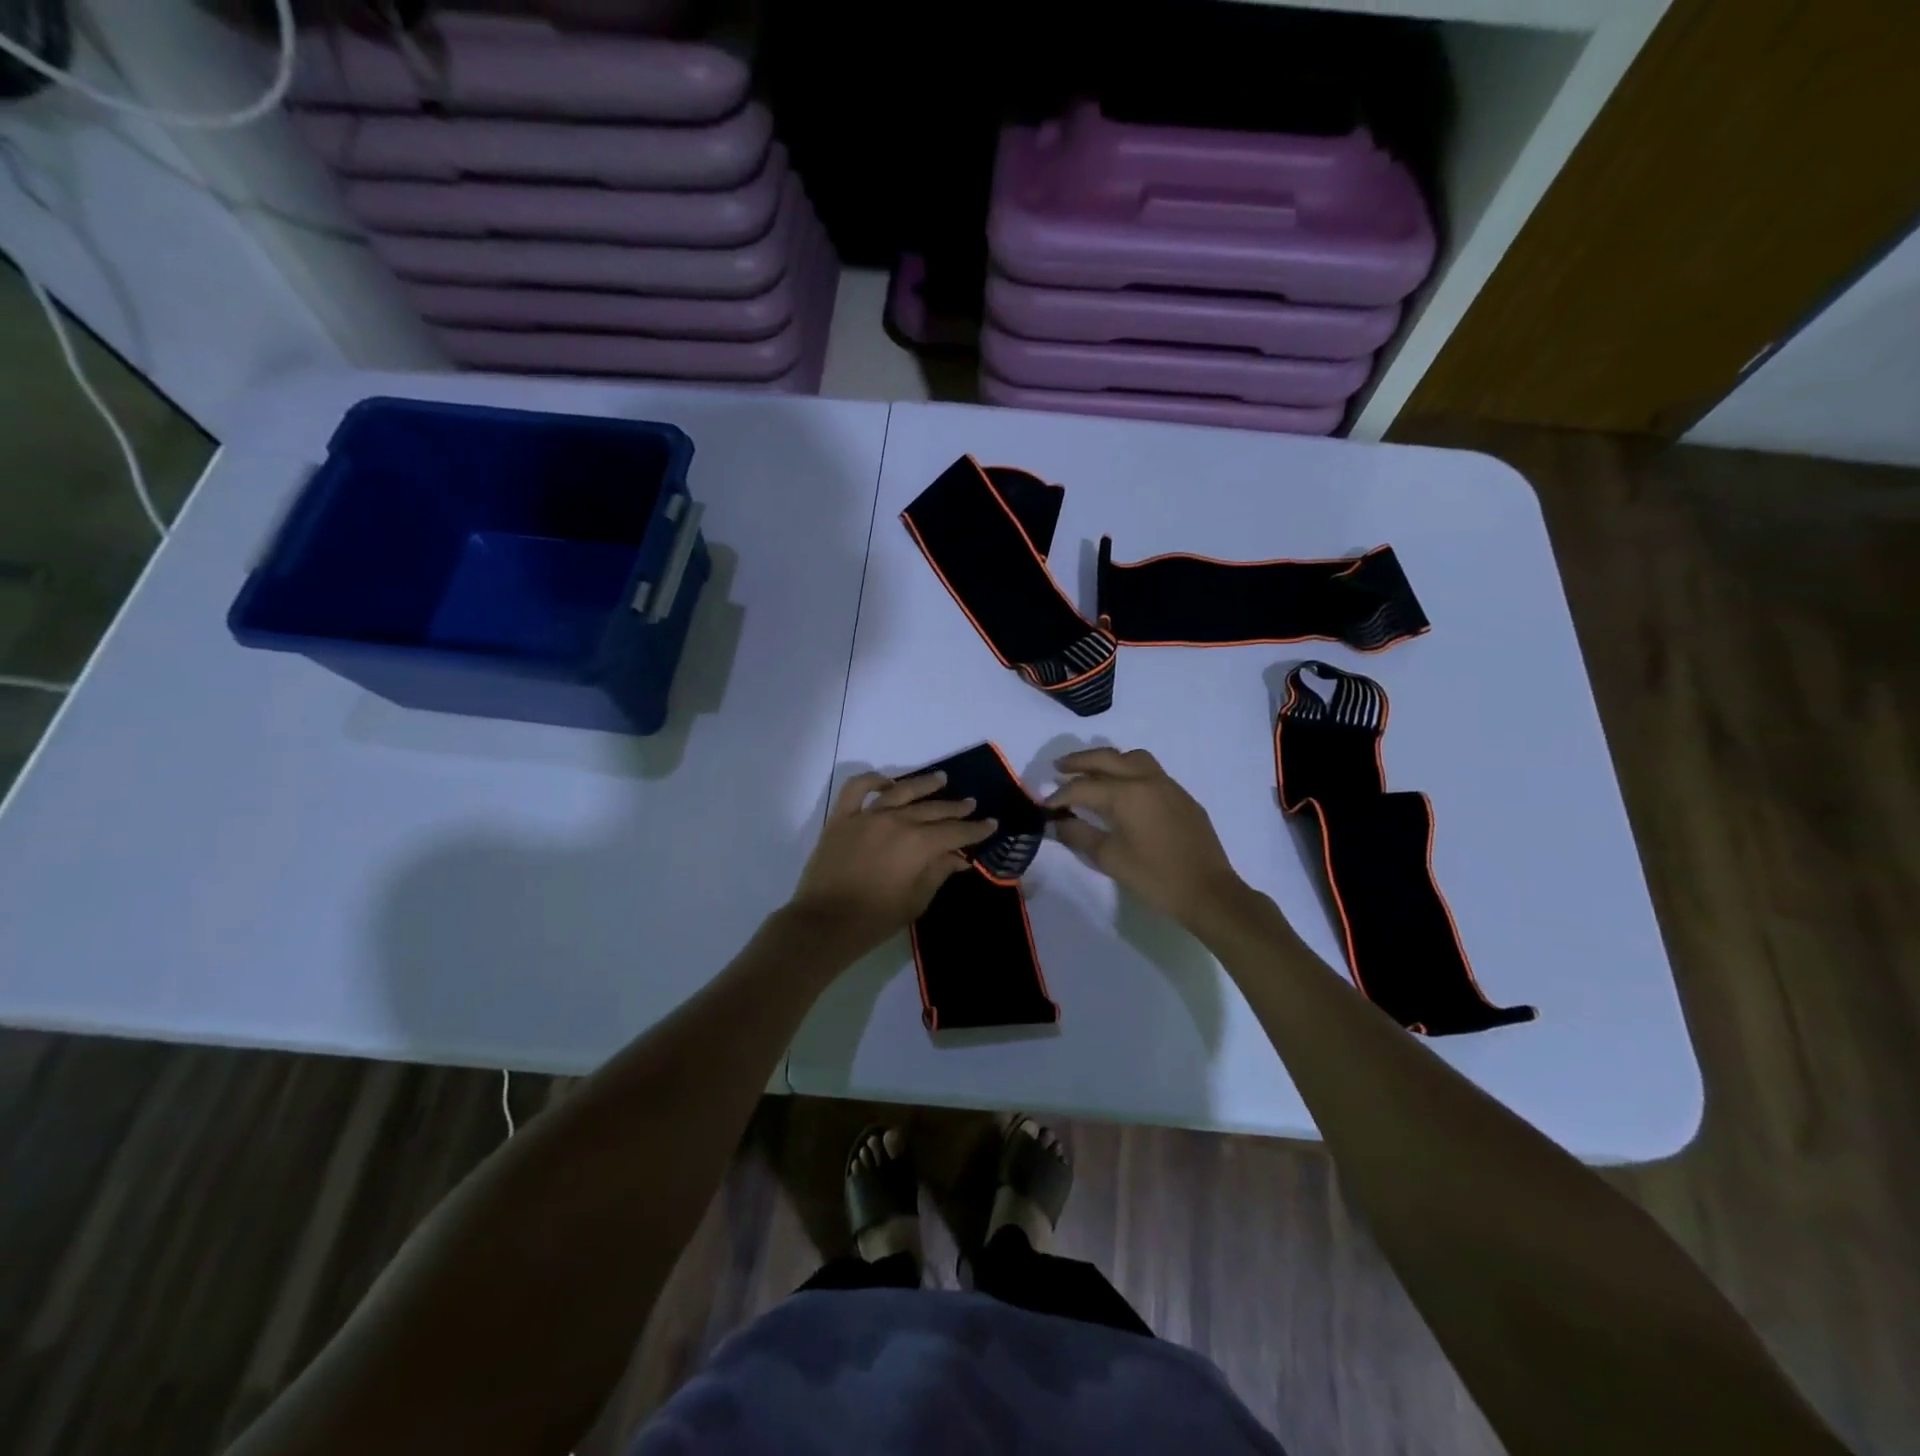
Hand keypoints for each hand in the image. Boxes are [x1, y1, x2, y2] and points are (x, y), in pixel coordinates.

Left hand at [788, 770, 996, 956]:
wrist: (824, 924)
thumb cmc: (875, 919)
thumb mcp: (916, 901)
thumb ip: (938, 873)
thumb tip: (957, 857)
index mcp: (918, 844)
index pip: (955, 832)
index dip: (975, 829)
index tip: (991, 823)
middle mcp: (896, 822)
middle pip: (932, 810)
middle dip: (955, 808)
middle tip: (971, 803)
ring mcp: (867, 816)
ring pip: (901, 791)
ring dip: (924, 784)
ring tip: (941, 778)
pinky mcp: (841, 818)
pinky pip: (856, 789)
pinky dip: (872, 780)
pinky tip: (887, 782)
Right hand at [1047, 748, 1247, 927]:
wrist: (1209, 892)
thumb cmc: (1155, 877)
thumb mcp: (1110, 859)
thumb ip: (1079, 835)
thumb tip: (1056, 822)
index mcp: (1126, 794)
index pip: (1083, 788)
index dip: (1060, 796)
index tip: (1044, 806)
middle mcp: (1146, 780)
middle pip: (1107, 759)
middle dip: (1079, 762)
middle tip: (1058, 768)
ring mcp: (1168, 786)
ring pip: (1132, 758)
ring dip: (1108, 760)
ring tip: (1091, 772)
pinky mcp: (1182, 798)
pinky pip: (1150, 771)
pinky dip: (1129, 771)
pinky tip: (1124, 791)